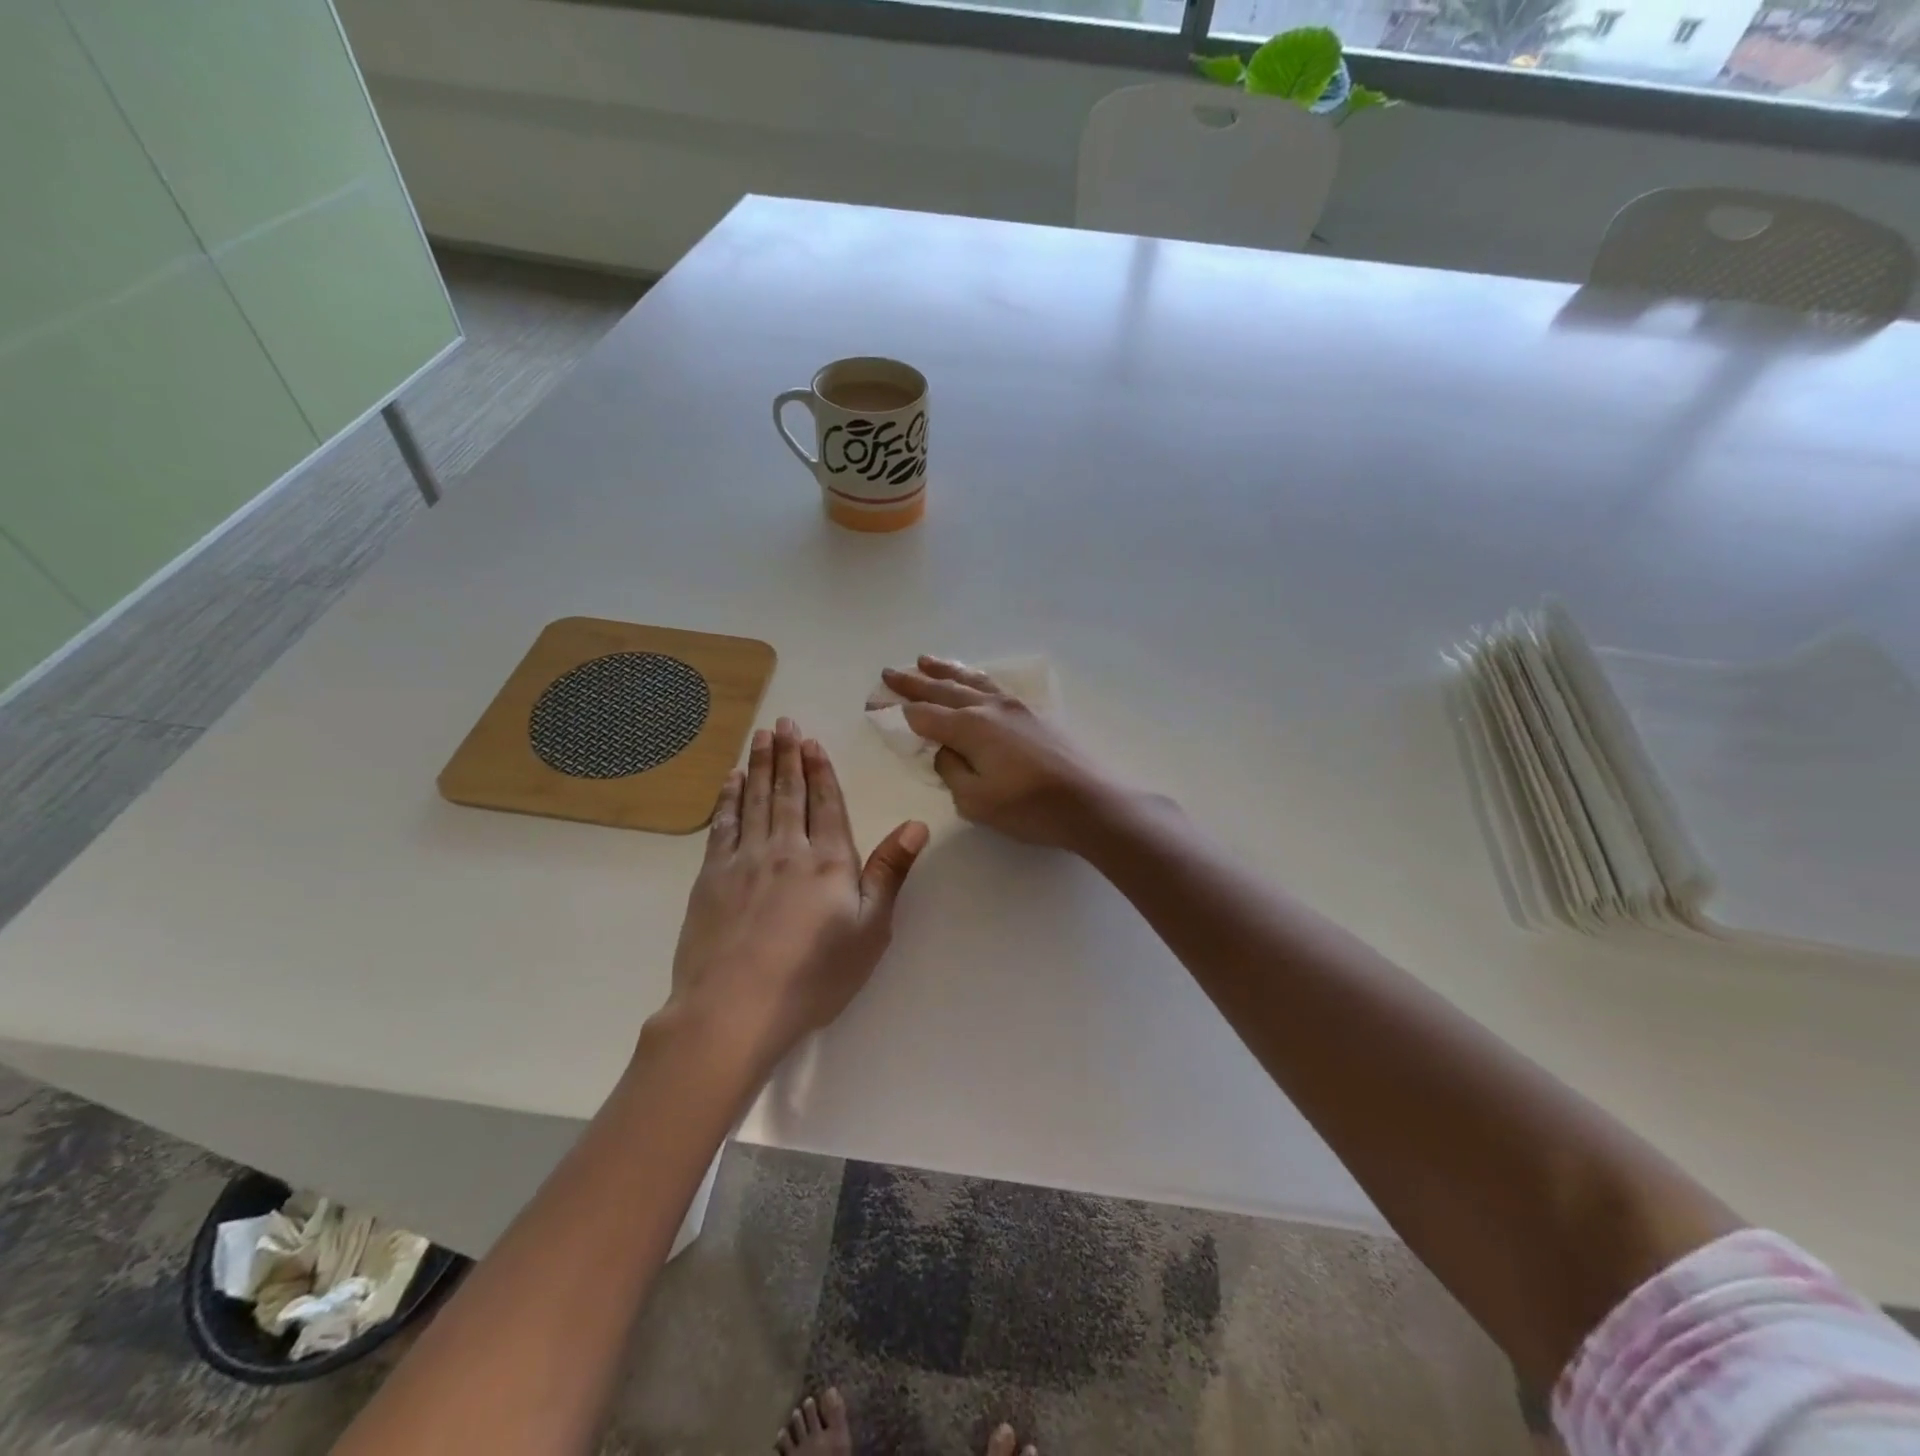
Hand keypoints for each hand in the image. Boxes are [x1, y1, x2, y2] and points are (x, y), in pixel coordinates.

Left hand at [667, 718, 927, 1057]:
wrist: (735, 1007)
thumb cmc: (814, 975)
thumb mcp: (870, 929)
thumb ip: (890, 872)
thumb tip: (916, 825)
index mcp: (828, 860)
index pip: (826, 803)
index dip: (820, 771)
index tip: (811, 742)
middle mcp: (786, 848)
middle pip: (788, 792)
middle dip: (786, 755)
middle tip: (783, 723)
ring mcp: (744, 859)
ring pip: (755, 800)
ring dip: (758, 766)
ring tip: (760, 737)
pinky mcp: (712, 877)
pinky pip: (723, 825)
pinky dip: (729, 799)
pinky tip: (730, 782)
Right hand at [881, 657, 1119, 850]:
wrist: (1091, 802)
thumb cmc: (1030, 808)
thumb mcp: (976, 801)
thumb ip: (952, 771)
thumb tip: (946, 751)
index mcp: (970, 728)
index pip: (923, 715)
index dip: (896, 710)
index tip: (874, 703)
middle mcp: (989, 708)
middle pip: (942, 690)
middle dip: (913, 682)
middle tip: (889, 672)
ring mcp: (1015, 707)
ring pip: (971, 681)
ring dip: (944, 670)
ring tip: (924, 659)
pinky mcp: (1034, 714)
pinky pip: (993, 686)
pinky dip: (974, 678)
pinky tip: (973, 679)